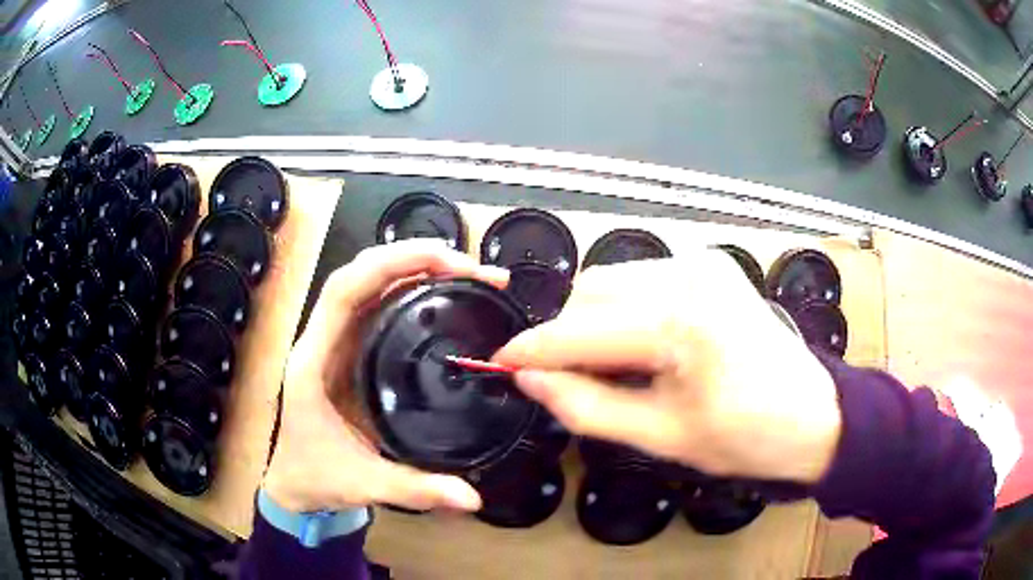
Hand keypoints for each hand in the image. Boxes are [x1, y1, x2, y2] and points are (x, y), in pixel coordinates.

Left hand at [263, 240, 508, 512]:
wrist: (294, 485)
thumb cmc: (316, 477)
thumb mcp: (365, 484)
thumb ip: (417, 489)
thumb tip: (474, 498)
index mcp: (314, 360)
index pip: (345, 290)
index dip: (391, 265)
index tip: (446, 263)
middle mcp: (323, 340)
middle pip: (360, 274)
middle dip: (413, 258)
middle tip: (470, 266)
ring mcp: (336, 343)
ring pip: (369, 285)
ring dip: (412, 268)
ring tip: (464, 272)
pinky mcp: (350, 352)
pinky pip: (377, 306)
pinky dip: (409, 291)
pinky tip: (442, 296)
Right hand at [494, 250, 841, 483]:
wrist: (813, 415)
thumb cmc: (746, 438)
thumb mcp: (661, 437)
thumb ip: (587, 406)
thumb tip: (529, 379)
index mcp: (682, 323)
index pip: (581, 331)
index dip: (532, 349)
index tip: (498, 363)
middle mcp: (688, 274)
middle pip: (590, 292)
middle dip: (566, 336)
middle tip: (567, 381)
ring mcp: (701, 261)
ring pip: (611, 281)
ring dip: (593, 322)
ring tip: (611, 367)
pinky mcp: (709, 263)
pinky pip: (641, 280)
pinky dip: (623, 311)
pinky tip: (641, 345)